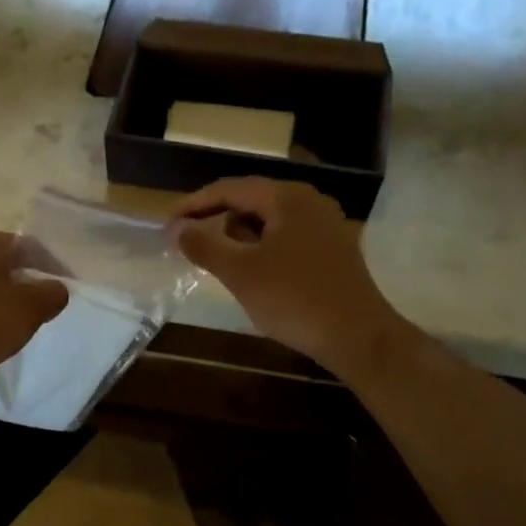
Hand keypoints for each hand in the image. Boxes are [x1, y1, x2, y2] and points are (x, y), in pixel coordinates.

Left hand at [0, 228, 69, 390]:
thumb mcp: (29, 309)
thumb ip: (52, 294)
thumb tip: (56, 289)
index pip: (31, 246)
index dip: (52, 267)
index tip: (65, 289)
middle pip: (7, 264)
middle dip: (28, 283)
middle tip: (46, 307)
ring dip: (5, 299)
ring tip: (21, 322)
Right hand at [170, 178, 400, 373]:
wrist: (358, 337)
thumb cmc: (294, 299)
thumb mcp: (240, 273)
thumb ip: (204, 246)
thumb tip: (175, 228)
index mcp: (287, 198)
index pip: (230, 189)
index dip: (194, 204)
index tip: (167, 222)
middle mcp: (309, 201)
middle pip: (251, 200)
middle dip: (218, 220)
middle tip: (190, 242)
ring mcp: (326, 224)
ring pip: (270, 220)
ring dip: (241, 236)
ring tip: (222, 263)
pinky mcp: (333, 248)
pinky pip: (287, 236)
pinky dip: (263, 248)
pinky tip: (254, 273)